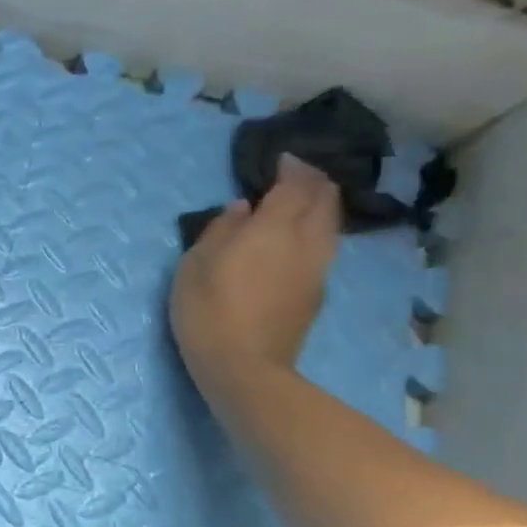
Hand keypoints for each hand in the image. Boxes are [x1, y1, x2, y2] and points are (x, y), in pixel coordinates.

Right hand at [171, 154, 339, 386]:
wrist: (243, 367)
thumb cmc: (208, 310)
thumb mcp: (195, 265)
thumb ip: (220, 231)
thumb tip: (240, 210)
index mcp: (274, 229)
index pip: (295, 185)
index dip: (292, 167)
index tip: (281, 159)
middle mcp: (305, 242)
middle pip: (325, 200)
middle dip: (314, 182)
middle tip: (295, 176)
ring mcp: (316, 270)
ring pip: (330, 225)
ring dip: (320, 207)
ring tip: (299, 204)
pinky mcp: (315, 293)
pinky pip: (323, 248)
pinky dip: (314, 232)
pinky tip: (295, 241)